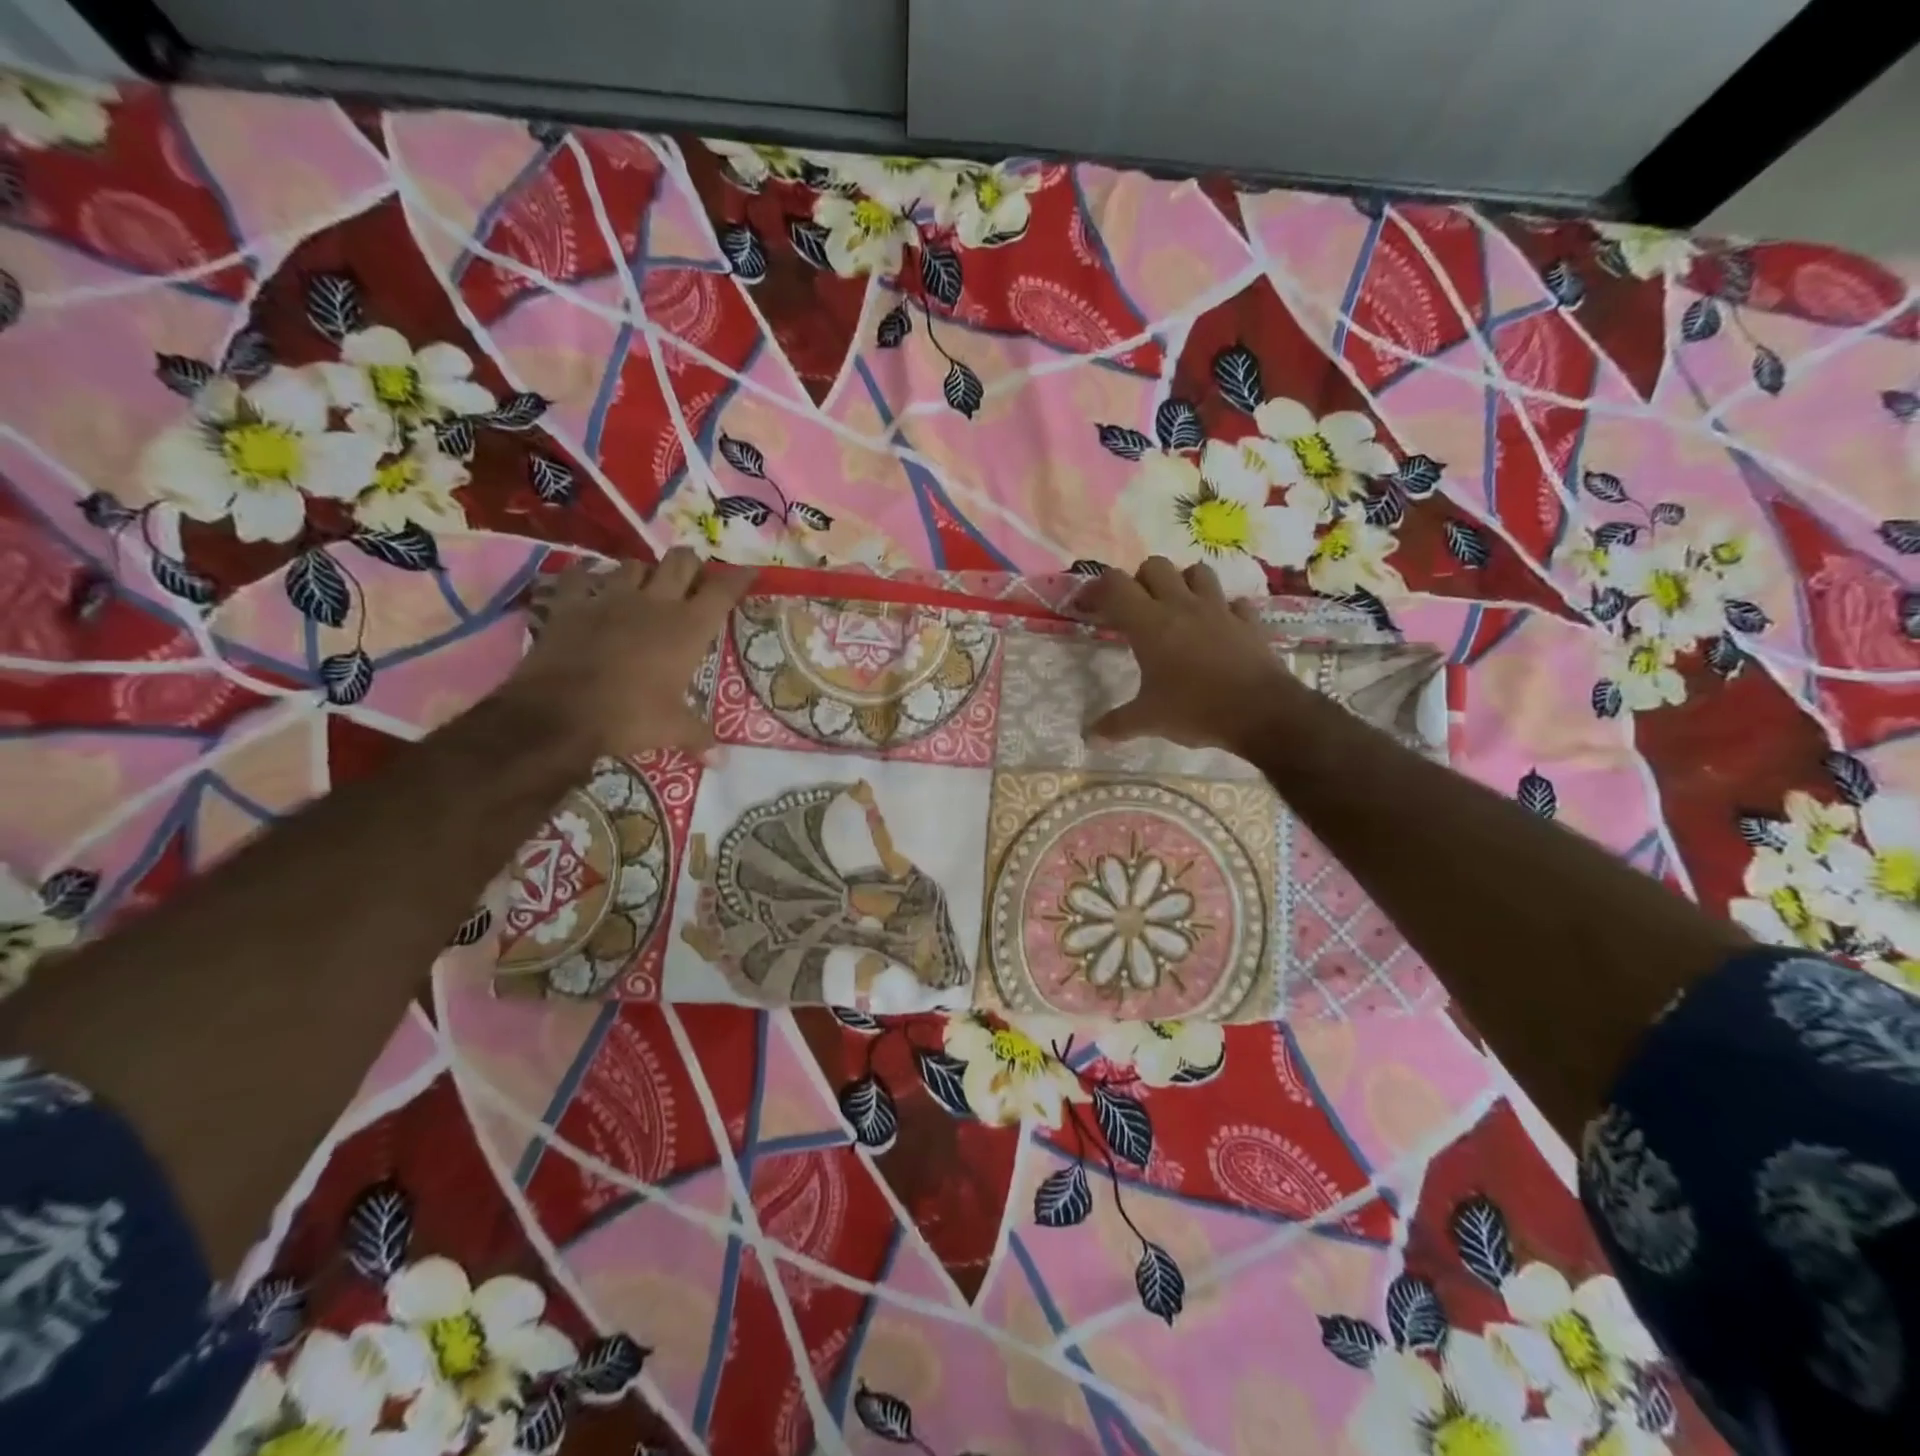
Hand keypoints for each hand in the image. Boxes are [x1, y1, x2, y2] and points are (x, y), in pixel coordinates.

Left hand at [505, 548, 754, 756]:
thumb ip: (699, 737)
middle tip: (694, 578)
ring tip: (645, 585)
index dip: (738, 578)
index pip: (722, 591)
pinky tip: (590, 583)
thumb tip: (721, 761)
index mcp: (688, 628)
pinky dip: (587, 576)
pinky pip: (580, 576)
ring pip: (634, 565)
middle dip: (692, 565)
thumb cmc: (630, 716)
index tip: (749, 572)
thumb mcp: (672, 730)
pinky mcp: (570, 604)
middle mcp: (654, 603)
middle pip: (681, 562)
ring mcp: (610, 598)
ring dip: (644, 572)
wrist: (560, 712)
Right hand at [1083, 557, 1307, 754]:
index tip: (1089, 606)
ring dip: (1182, 583)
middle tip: (1135, 609)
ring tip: (1176, 608)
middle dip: (1140, 581)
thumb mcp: (1149, 721)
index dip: (1098, 589)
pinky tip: (1218, 627)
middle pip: (1155, 566)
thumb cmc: (1196, 710)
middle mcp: (1182, 606)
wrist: (1262, 712)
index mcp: (1149, 624)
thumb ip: (1117, 724)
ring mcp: (1219, 610)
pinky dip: (1223, 609)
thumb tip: (1090, 737)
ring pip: (1197, 572)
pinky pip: (1234, 602)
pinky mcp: (1248, 622)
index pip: (1115, 585)